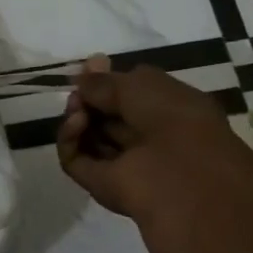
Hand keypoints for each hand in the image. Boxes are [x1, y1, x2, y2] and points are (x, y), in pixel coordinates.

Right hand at [56, 56, 252, 228]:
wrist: (182, 180)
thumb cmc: (174, 121)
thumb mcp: (141, 85)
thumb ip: (105, 81)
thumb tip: (81, 79)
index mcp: (171, 111)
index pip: (131, 93)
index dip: (109, 81)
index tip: (88, 69)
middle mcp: (147, 136)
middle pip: (106, 115)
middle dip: (89, 98)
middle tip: (77, 91)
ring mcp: (123, 162)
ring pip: (88, 135)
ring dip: (77, 116)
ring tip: (76, 108)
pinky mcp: (100, 183)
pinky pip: (74, 158)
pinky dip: (70, 140)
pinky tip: (76, 123)